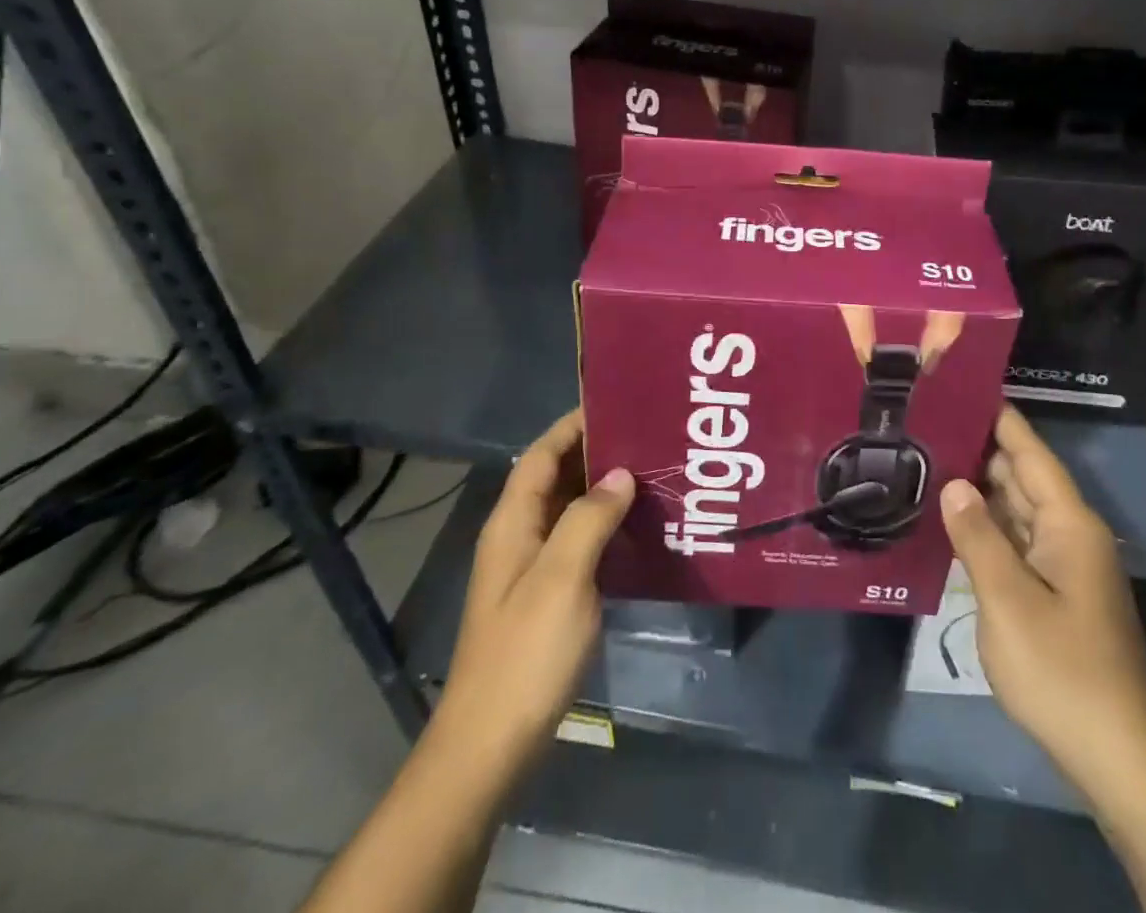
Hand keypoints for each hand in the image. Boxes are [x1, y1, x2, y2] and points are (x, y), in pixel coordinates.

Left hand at [439, 410, 632, 774]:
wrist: (491, 744)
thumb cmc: (525, 653)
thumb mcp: (562, 577)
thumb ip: (589, 518)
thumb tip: (620, 473)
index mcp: (513, 522)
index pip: (542, 454)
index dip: (573, 424)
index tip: (617, 402)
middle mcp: (520, 536)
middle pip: (557, 476)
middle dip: (597, 451)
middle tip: (649, 434)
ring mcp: (533, 567)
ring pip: (571, 509)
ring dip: (605, 487)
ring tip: (654, 470)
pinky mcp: (549, 595)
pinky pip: (580, 540)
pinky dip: (607, 523)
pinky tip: (640, 526)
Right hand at [940, 405, 1145, 780]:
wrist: (1114, 753)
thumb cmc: (1061, 669)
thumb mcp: (1008, 600)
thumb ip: (978, 536)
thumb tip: (954, 483)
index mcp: (1068, 524)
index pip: (1030, 454)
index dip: (1000, 419)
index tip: (964, 386)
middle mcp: (1069, 534)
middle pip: (1022, 477)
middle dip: (980, 449)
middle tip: (929, 422)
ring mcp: (1063, 565)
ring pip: (1017, 510)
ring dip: (980, 488)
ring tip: (931, 459)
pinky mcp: (1054, 592)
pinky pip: (1016, 542)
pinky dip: (987, 526)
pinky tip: (953, 520)